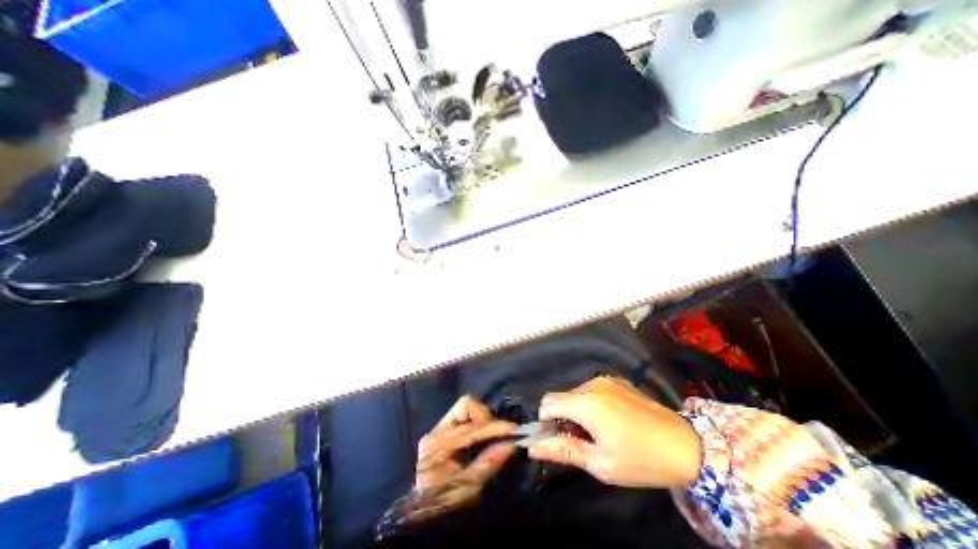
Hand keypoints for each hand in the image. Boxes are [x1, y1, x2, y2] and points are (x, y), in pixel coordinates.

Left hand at [386, 394, 513, 521]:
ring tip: (491, 436)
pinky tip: (482, 438)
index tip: (514, 430)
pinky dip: (476, 423)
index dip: (495, 427)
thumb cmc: (444, 505)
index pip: (472, 427)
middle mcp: (436, 431)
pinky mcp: (442, 431)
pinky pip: (463, 417)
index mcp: (439, 444)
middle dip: (487, 418)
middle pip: (466, 407)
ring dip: (482, 419)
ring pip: (465, 408)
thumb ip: (488, 462)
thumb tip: (511, 444)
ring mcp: (438, 429)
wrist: (422, 517)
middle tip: (499, 434)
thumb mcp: (468, 488)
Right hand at [532, 377, 698, 488]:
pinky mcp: (616, 381)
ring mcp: (605, 380)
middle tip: (582, 442)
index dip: (545, 421)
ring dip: (577, 411)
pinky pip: (591, 390)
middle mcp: (592, 385)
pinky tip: (611, 420)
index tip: (558, 439)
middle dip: (563, 418)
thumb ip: (564, 451)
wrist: (686, 445)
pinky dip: (590, 403)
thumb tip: (533, 447)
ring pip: (576, 394)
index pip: (547, 402)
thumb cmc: (641, 460)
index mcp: (586, 403)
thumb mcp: (600, 463)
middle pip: (562, 398)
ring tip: (599, 432)